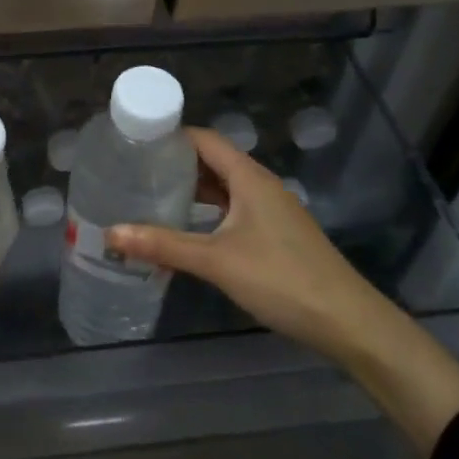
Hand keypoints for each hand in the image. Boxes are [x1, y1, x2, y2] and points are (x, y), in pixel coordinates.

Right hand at [107, 127, 393, 361]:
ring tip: (152, 195)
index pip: (205, 139)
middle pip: (213, 160)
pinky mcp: (276, 234)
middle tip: (135, 170)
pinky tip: (188, 228)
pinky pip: (234, 209)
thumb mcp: (216, 261)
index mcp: (249, 178)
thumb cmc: (281, 279)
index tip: (135, 142)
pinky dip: (209, 211)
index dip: (171, 136)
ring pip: (224, 187)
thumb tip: (111, 233)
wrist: (347, 322)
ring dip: (193, 188)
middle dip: (176, 163)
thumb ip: (163, 245)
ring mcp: (271, 210)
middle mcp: (261, 186)